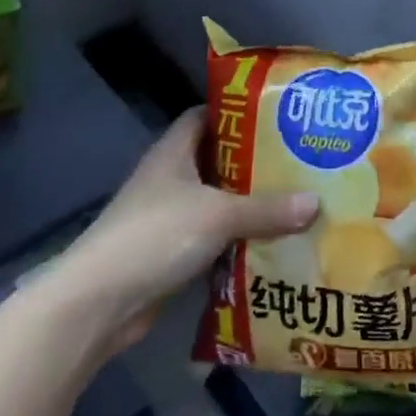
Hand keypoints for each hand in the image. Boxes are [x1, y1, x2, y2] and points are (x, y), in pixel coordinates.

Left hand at [63, 107, 318, 352]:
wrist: (99, 302)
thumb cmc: (156, 235)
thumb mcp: (218, 215)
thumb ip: (267, 209)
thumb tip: (316, 202)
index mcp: (174, 150)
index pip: (206, 116)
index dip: (237, 113)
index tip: (276, 116)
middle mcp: (170, 177)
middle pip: (216, 159)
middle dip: (253, 162)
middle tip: (298, 161)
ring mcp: (167, 216)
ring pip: (215, 201)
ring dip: (247, 205)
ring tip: (293, 201)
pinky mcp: (169, 252)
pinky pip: (211, 237)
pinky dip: (235, 240)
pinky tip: (269, 244)